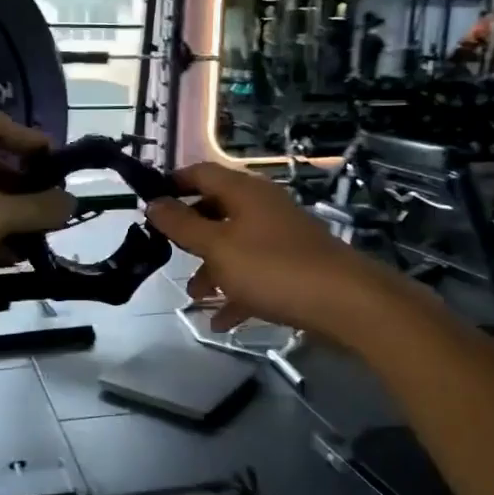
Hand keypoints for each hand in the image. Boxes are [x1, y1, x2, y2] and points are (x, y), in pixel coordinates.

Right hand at [146, 162, 383, 336]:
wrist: (345, 303)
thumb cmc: (272, 268)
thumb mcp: (217, 247)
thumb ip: (182, 226)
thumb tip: (154, 203)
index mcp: (243, 192)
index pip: (201, 173)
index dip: (173, 184)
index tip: (148, 205)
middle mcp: (262, 208)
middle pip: (216, 210)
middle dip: (190, 234)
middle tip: (166, 253)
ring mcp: (280, 237)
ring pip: (234, 246)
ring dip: (211, 269)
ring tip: (195, 296)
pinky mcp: (293, 267)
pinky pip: (255, 274)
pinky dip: (236, 292)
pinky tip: (222, 321)